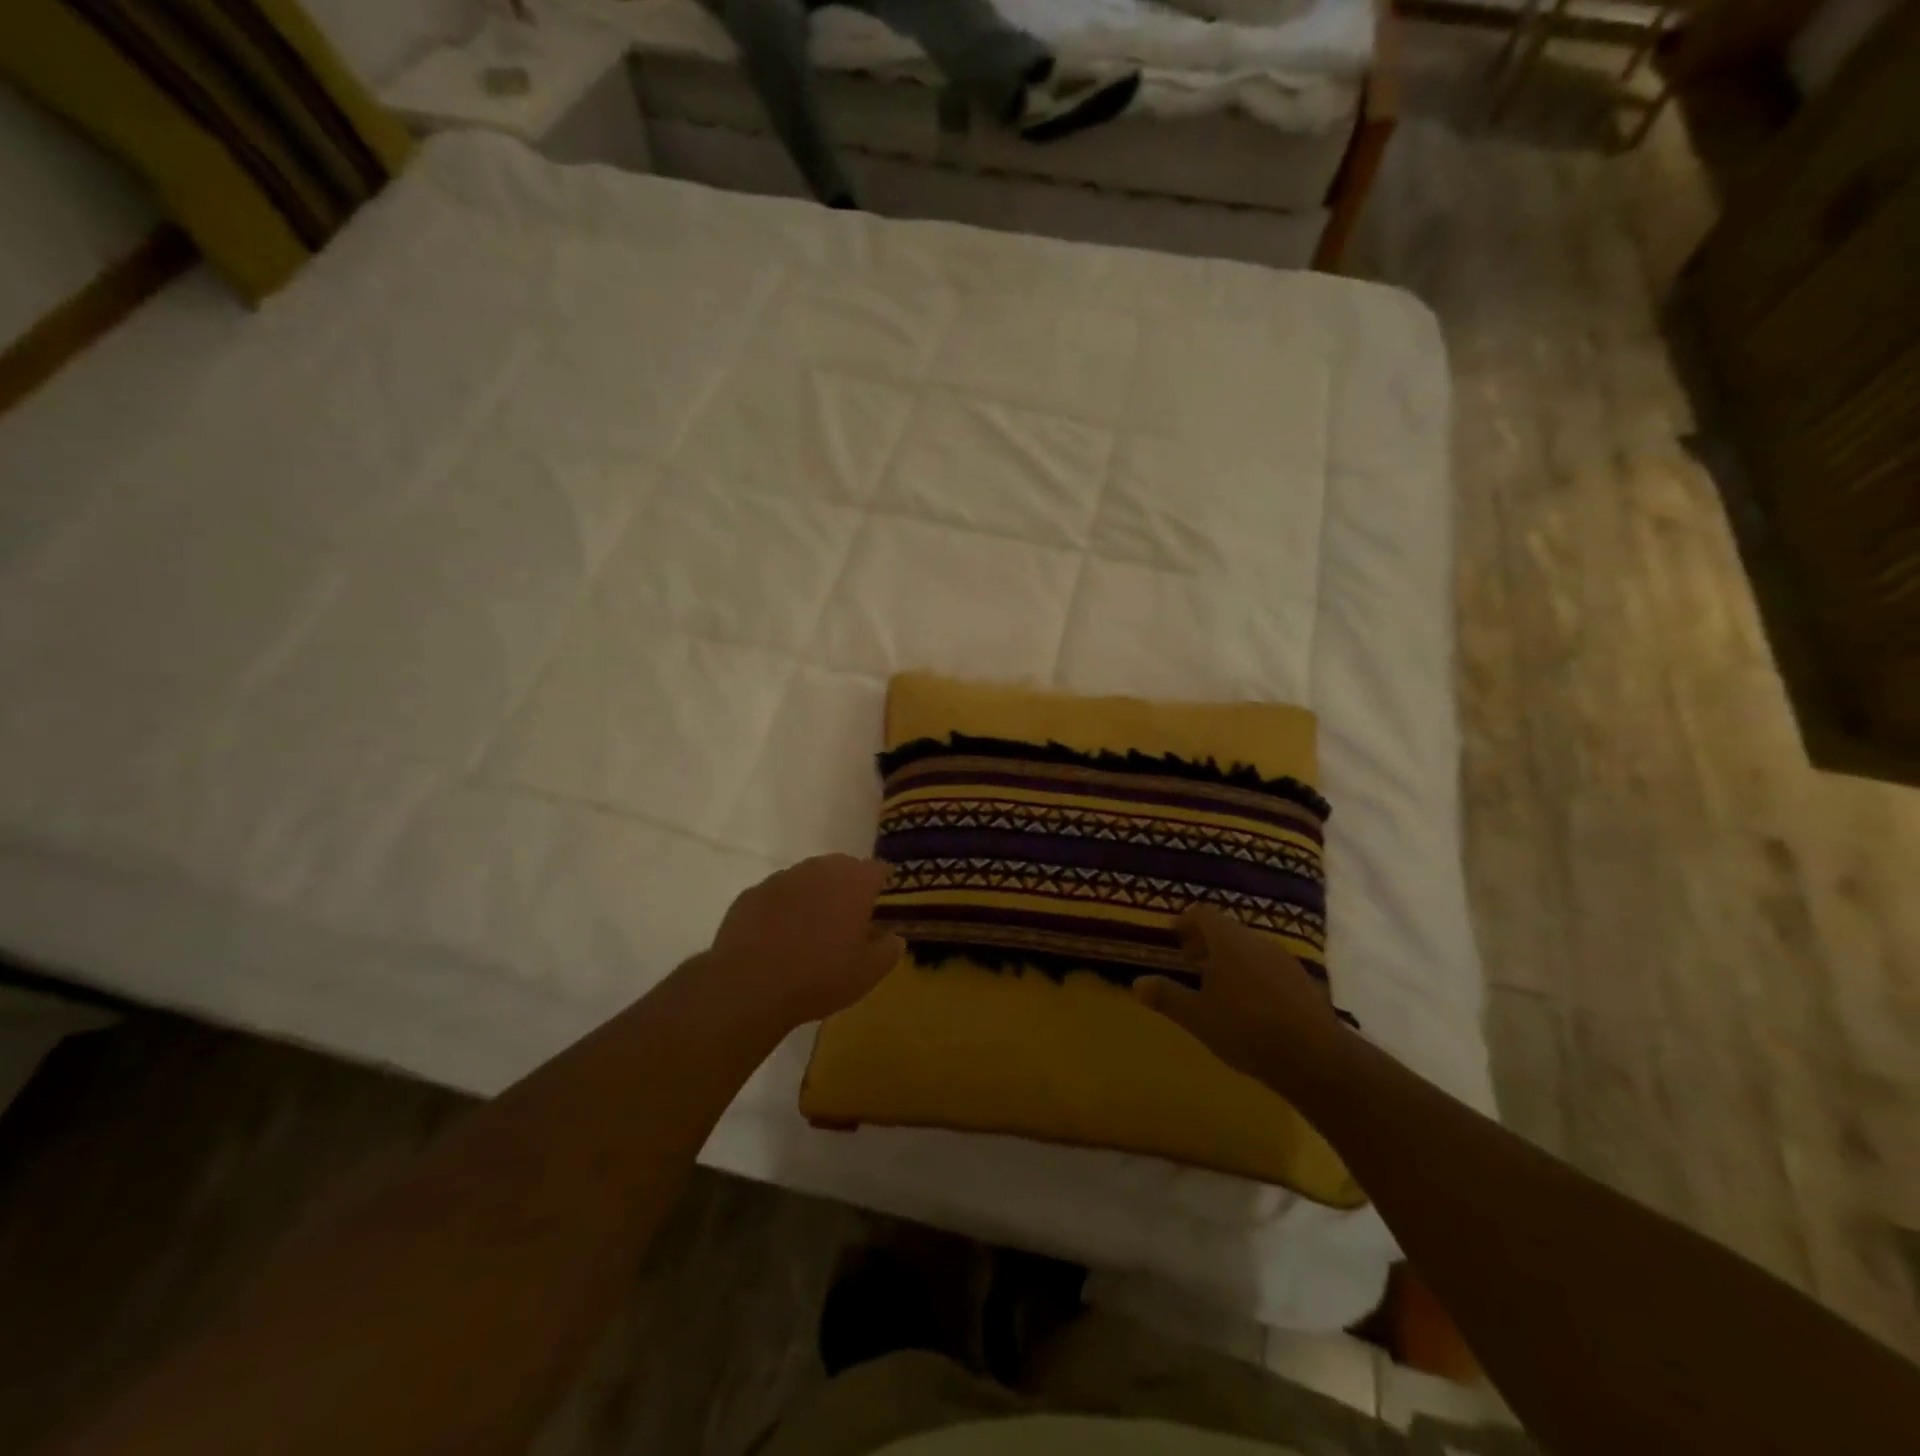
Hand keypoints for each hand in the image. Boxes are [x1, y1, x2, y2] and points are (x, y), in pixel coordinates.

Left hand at [708, 856, 904, 1027]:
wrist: (749, 986)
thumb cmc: (819, 977)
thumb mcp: (867, 973)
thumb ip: (888, 951)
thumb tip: (896, 938)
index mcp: (853, 883)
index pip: (878, 868)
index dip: (883, 880)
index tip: (885, 896)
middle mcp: (819, 870)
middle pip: (842, 866)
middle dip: (849, 884)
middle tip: (850, 913)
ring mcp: (782, 878)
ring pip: (807, 877)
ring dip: (815, 893)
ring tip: (813, 924)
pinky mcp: (752, 893)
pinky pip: (777, 894)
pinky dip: (784, 907)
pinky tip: (780, 934)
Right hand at [1133, 907, 1342, 1091]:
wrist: (1316, 1057)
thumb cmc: (1246, 1028)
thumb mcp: (1197, 1016)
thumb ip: (1167, 996)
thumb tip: (1136, 983)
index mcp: (1228, 940)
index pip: (1202, 914)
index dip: (1185, 922)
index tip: (1173, 936)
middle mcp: (1256, 940)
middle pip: (1227, 930)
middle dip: (1206, 943)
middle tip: (1189, 962)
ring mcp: (1284, 959)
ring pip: (1249, 949)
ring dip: (1230, 959)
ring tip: (1217, 986)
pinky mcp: (1304, 982)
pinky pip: (1268, 967)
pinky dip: (1252, 975)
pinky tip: (1249, 1004)